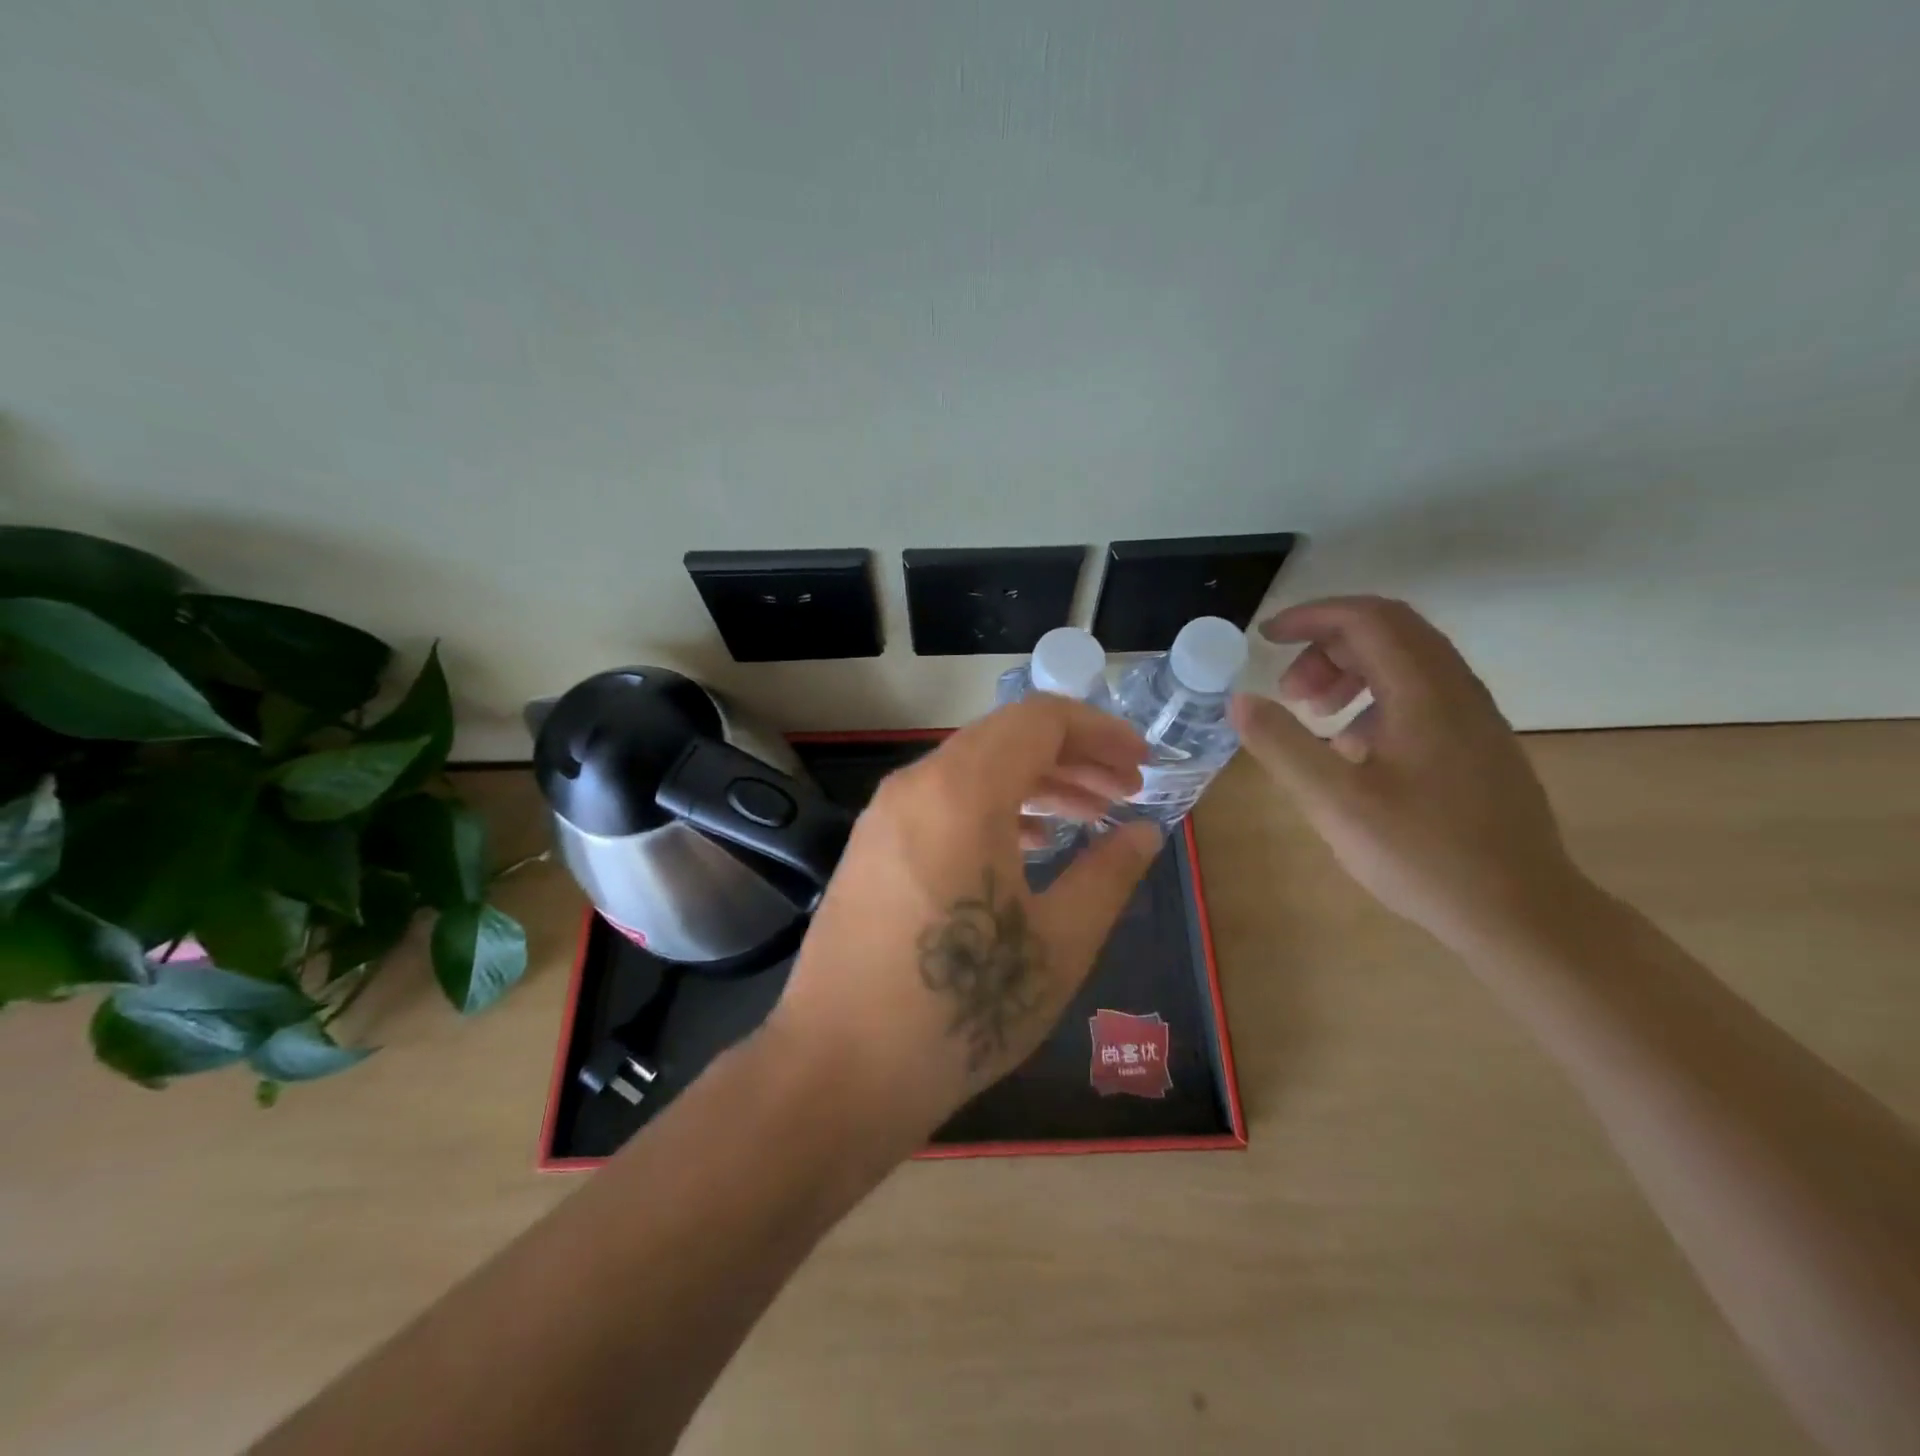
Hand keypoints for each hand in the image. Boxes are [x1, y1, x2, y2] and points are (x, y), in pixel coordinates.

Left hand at [766, 697, 1164, 1143]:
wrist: (838, 1071)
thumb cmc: (960, 1011)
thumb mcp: (1057, 945)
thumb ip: (1108, 875)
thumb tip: (1145, 833)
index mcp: (963, 792)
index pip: (1040, 720)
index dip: (1101, 732)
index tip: (1143, 764)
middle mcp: (916, 785)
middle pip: (1005, 738)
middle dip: (1073, 757)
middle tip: (1124, 793)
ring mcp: (885, 815)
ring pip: (972, 768)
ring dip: (1034, 782)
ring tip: (1087, 818)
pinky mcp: (870, 847)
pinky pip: (942, 801)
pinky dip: (993, 807)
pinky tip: (1026, 845)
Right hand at [1230, 596, 1584, 948]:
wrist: (1522, 913)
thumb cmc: (1424, 855)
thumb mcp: (1336, 803)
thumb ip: (1283, 745)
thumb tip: (1239, 700)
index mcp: (1425, 693)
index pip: (1368, 619)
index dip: (1311, 617)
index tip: (1265, 639)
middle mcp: (1456, 691)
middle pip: (1389, 632)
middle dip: (1326, 646)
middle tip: (1288, 691)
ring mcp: (1473, 718)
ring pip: (1406, 663)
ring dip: (1350, 672)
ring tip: (1314, 716)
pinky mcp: (1477, 746)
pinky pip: (1420, 695)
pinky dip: (1374, 699)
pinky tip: (1352, 749)